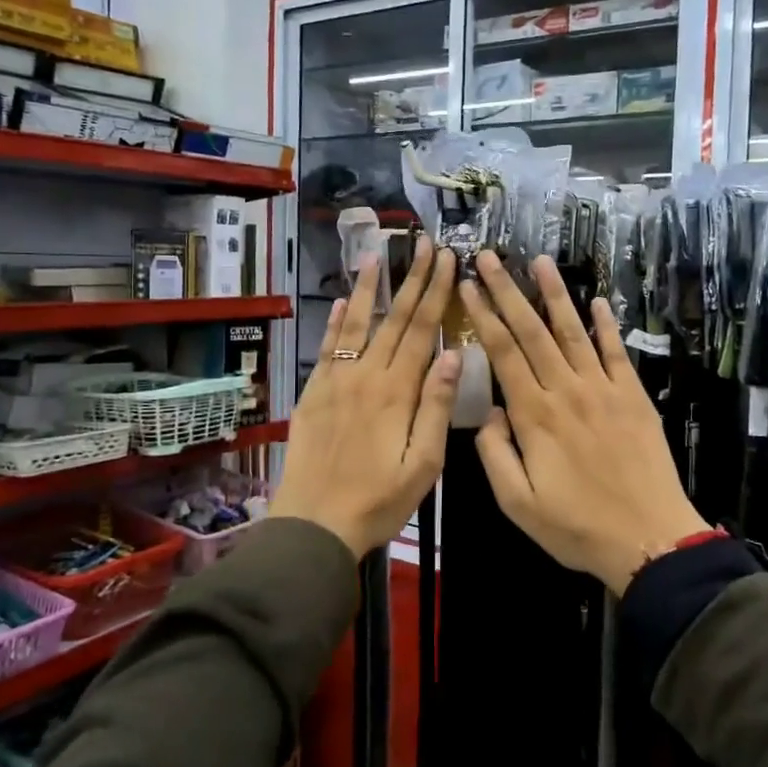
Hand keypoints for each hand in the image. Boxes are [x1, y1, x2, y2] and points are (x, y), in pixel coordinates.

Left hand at [271, 238, 459, 558]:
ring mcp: (336, 381)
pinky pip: (328, 347)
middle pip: (394, 319)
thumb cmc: (379, 499)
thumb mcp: (423, 463)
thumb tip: (453, 355)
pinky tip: (344, 301)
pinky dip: (336, 322)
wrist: (315, 522)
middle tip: (423, 243)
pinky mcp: (314, 393)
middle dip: (412, 279)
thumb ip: (437, 406)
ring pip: (357, 324)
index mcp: (398, 391)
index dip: (436, 292)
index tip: (447, 259)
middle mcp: (366, 375)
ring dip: (370, 289)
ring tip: (378, 256)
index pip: (422, 330)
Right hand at [459, 251, 708, 593]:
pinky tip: (597, 301)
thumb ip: (495, 453)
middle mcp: (566, 391)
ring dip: (555, 294)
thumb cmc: (576, 526)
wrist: (649, 539)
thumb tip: (488, 411)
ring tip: (539, 261)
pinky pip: (616, 352)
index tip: (468, 285)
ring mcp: (603, 389)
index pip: (503, 353)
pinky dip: (606, 325)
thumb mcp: (517, 503)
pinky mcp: (633, 397)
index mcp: (534, 415)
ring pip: (573, 331)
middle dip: (508, 291)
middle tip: (490, 257)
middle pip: (532, 331)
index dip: (484, 316)